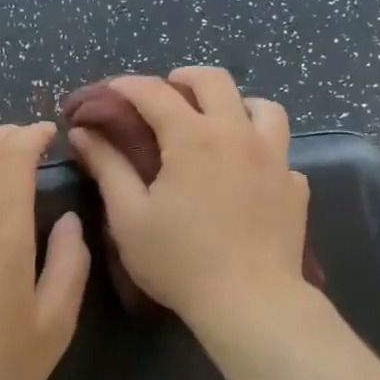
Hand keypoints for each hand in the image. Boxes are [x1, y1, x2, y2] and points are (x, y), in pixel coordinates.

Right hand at [68, 67, 310, 331]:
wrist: (251, 301)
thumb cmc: (180, 262)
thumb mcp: (130, 217)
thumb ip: (108, 167)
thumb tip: (84, 133)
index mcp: (193, 137)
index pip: (155, 93)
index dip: (128, 85)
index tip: (111, 90)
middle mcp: (238, 134)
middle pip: (216, 81)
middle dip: (186, 77)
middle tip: (168, 91)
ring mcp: (275, 158)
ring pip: (264, 107)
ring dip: (237, 104)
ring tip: (219, 121)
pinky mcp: (295, 186)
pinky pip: (281, 152)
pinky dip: (262, 150)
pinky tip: (250, 172)